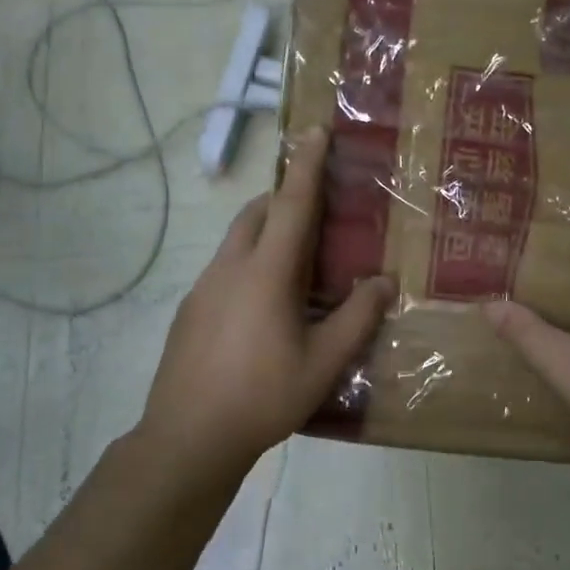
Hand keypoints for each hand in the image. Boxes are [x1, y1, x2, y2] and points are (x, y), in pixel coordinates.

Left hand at [140, 126, 394, 472]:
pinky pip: (225, 267)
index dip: (306, 165)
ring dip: (266, 231)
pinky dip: (249, 262)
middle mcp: (230, 268)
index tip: (315, 131)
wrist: (186, 439)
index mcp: (266, 273)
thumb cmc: (263, 396)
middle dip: (284, 197)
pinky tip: (264, 306)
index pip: (292, 204)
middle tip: (316, 208)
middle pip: (257, 213)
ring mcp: (203, 287)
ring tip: (296, 261)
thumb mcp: (323, 362)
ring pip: (237, 239)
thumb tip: (383, 281)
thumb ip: (357, 318)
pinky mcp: (190, 309)